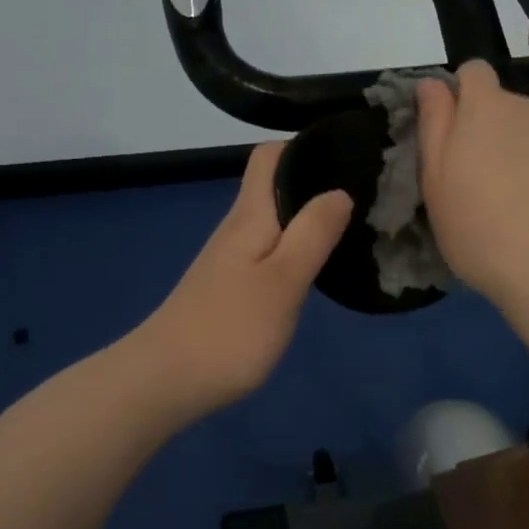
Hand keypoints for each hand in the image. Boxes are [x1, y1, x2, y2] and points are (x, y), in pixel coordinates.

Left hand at [136, 141, 351, 418]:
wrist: (164, 381)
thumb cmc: (230, 329)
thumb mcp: (284, 280)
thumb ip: (313, 233)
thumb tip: (340, 190)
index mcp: (250, 214)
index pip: (270, 155)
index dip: (304, 147)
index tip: (345, 157)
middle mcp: (237, 227)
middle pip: (275, 185)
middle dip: (315, 182)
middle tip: (365, 196)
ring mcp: (230, 258)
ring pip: (273, 219)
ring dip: (307, 217)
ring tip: (350, 228)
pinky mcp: (228, 286)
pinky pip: (268, 249)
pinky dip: (294, 247)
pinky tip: (314, 268)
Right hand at [416, 60, 528, 308]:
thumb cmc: (482, 232)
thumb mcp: (436, 184)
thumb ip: (434, 124)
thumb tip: (433, 82)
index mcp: (486, 108)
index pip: (474, 72)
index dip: (466, 96)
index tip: (462, 134)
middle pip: (513, 106)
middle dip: (503, 132)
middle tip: (496, 184)